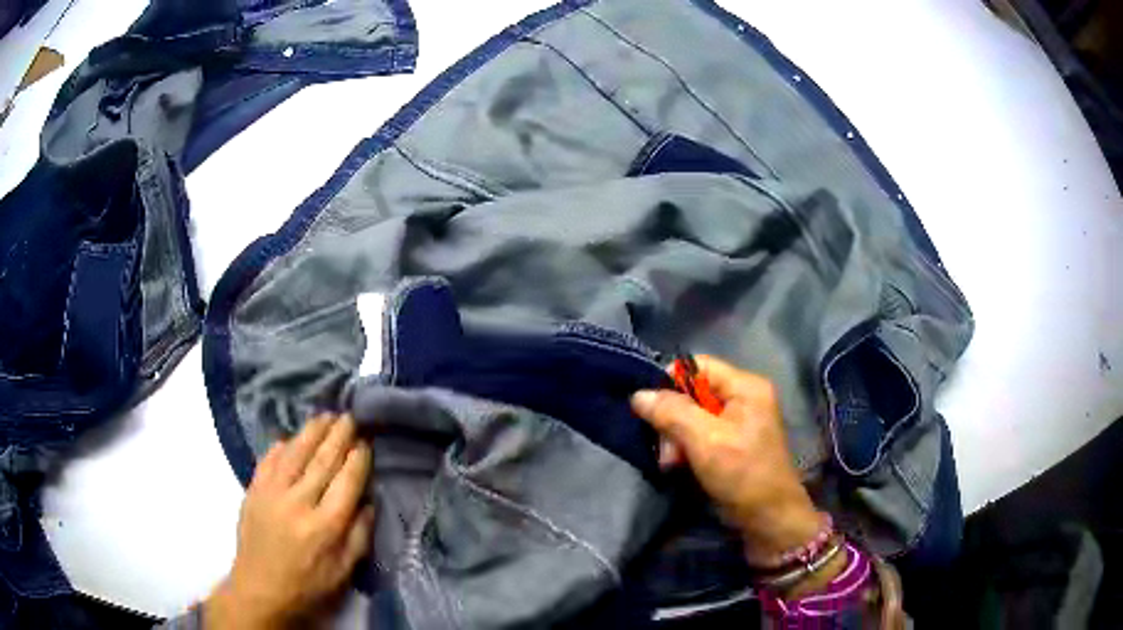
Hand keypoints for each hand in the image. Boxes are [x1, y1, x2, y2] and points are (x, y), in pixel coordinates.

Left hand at [204, 414, 375, 629]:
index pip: (346, 482)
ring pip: (295, 453)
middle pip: (322, 461)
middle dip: (338, 436)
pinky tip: (289, 437)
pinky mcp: (254, 490)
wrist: (260, 588)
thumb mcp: (344, 571)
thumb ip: (360, 535)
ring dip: (312, 432)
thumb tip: (368, 501)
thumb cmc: (308, 584)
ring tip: (325, 416)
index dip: (358, 459)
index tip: (366, 442)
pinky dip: (281, 446)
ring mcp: (272, 493)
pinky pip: (269, 460)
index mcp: (325, 526)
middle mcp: (299, 503)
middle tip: (350, 417)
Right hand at [631, 356, 820, 565]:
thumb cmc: (743, 474)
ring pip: (693, 416)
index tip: (649, 408)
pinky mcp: (732, 444)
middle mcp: (744, 398)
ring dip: (676, 439)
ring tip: (670, 463)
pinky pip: (700, 435)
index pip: (698, 366)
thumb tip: (639, 395)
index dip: (670, 382)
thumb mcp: (705, 440)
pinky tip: (678, 466)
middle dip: (673, 419)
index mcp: (746, 386)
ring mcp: (739, 422)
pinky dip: (686, 449)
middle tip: (665, 449)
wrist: (768, 518)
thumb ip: (672, 413)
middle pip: (693, 393)